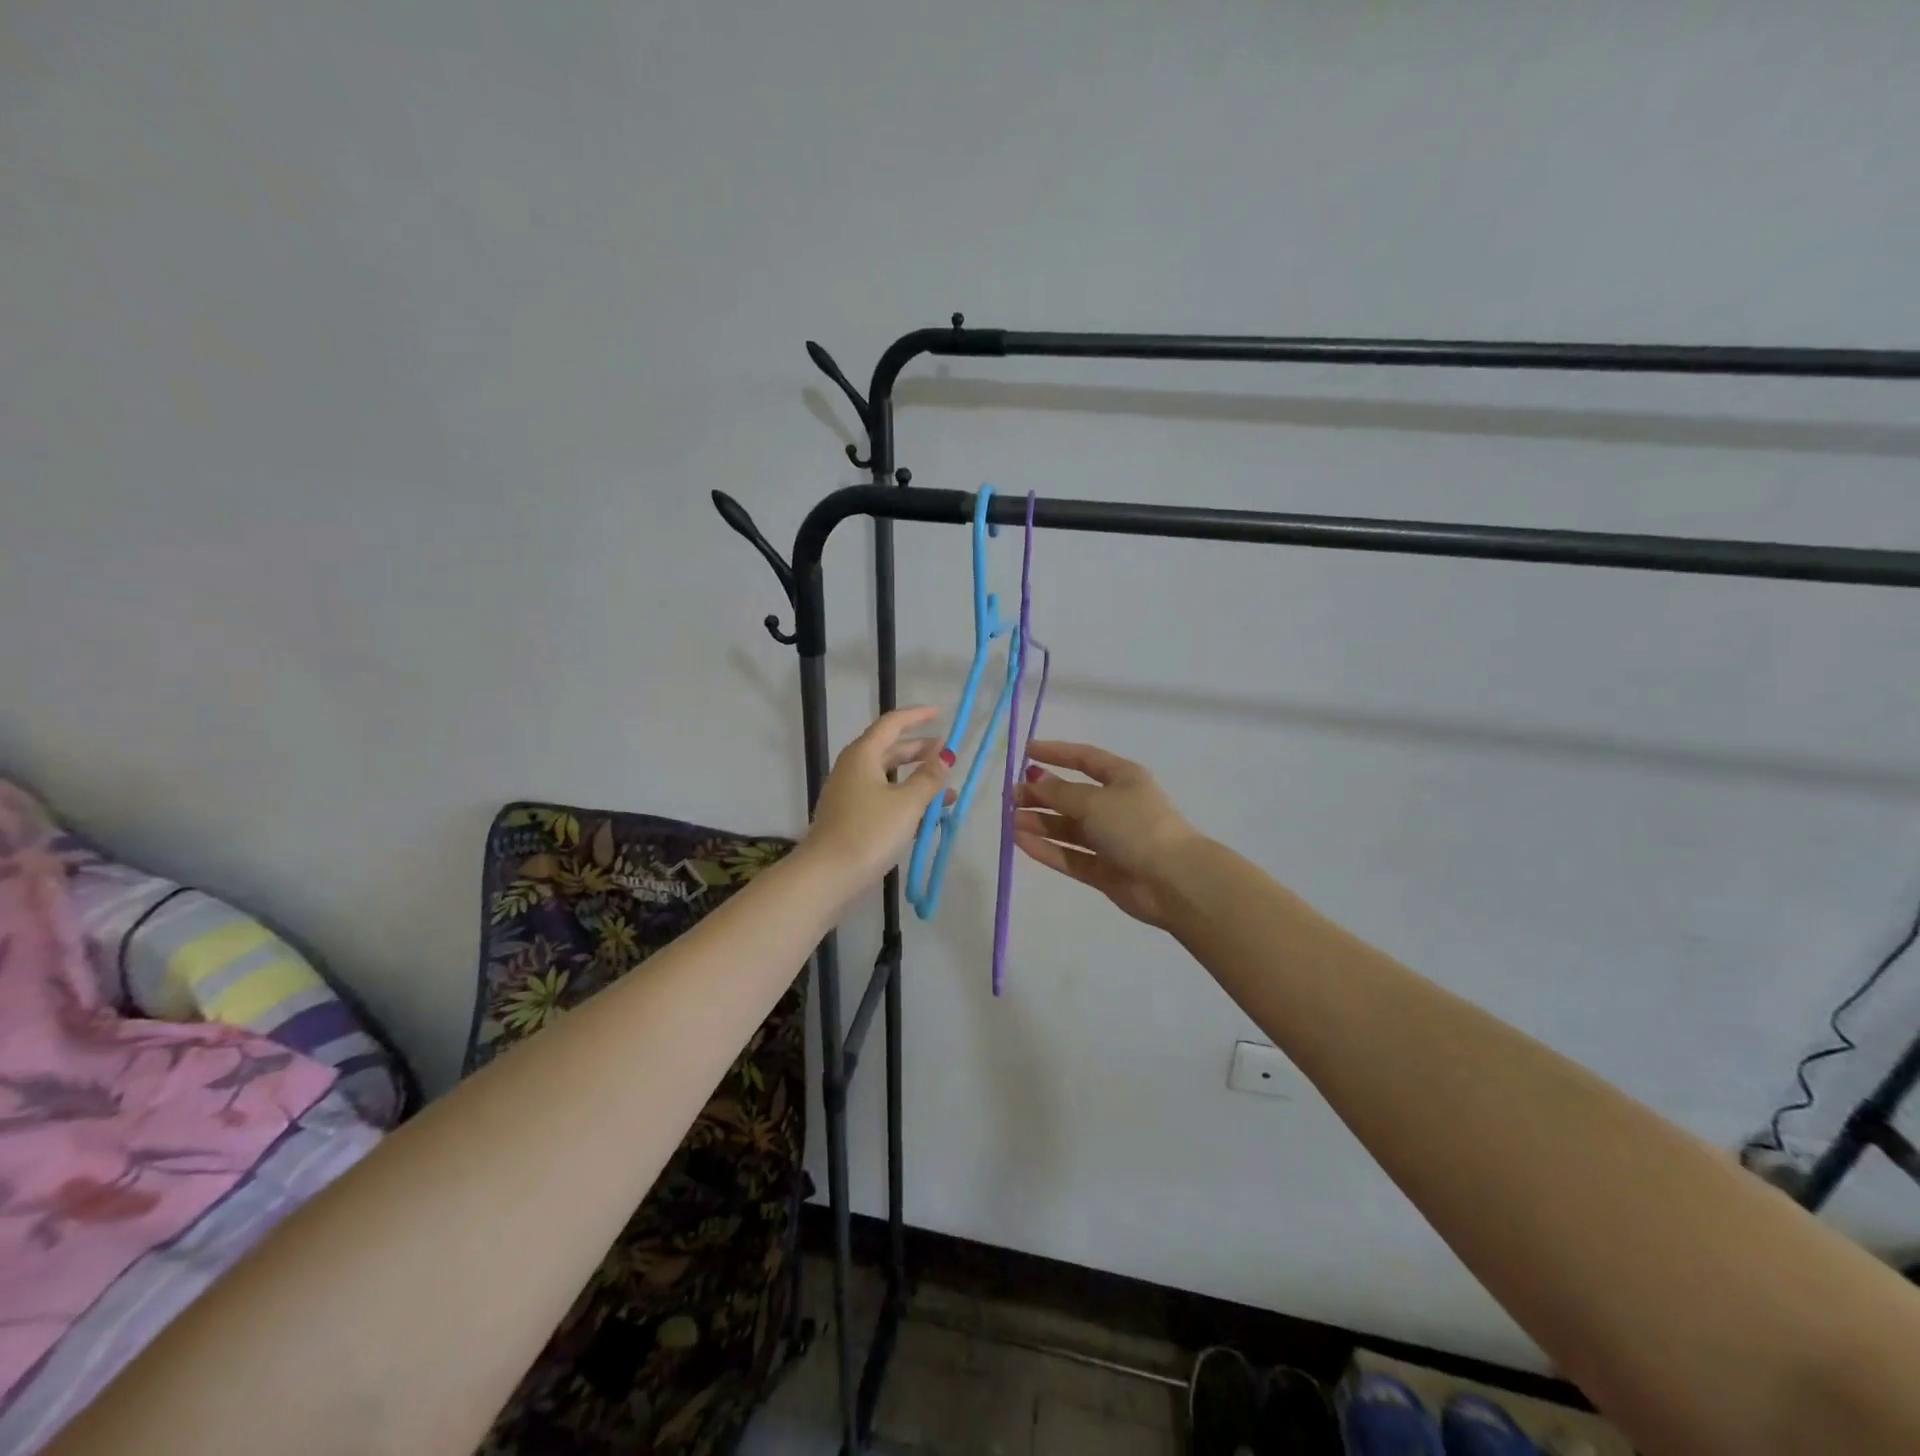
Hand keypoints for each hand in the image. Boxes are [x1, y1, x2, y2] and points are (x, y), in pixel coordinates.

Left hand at [803, 706, 953, 889]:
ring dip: (916, 778)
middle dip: (919, 750)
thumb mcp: (907, 804)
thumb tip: (946, 756)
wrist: (827, 875)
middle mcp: (853, 768)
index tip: (940, 714)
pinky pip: (882, 797)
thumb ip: (929, 778)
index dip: (917, 716)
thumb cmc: (869, 832)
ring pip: (887, 777)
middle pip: (889, 749)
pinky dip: (904, 799)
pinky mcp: (850, 817)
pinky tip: (926, 815)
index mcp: (863, 755)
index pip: (892, 724)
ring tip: (946, 789)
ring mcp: (849, 793)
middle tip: (947, 753)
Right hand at [1014, 742, 1202, 931]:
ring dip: (1039, 822)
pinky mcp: (1103, 869)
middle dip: (1042, 794)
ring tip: (1010, 821)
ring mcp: (1109, 840)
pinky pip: (1069, 855)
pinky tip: (1020, 842)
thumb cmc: (1136, 826)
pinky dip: (1046, 848)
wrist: (1173, 881)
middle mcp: (1116, 806)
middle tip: (1011, 797)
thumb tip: (1035, 780)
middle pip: (1072, 796)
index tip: (1026, 752)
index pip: (1085, 759)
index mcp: (1123, 778)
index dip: (1056, 753)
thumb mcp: (1095, 801)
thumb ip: (1060, 792)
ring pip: (1068, 828)